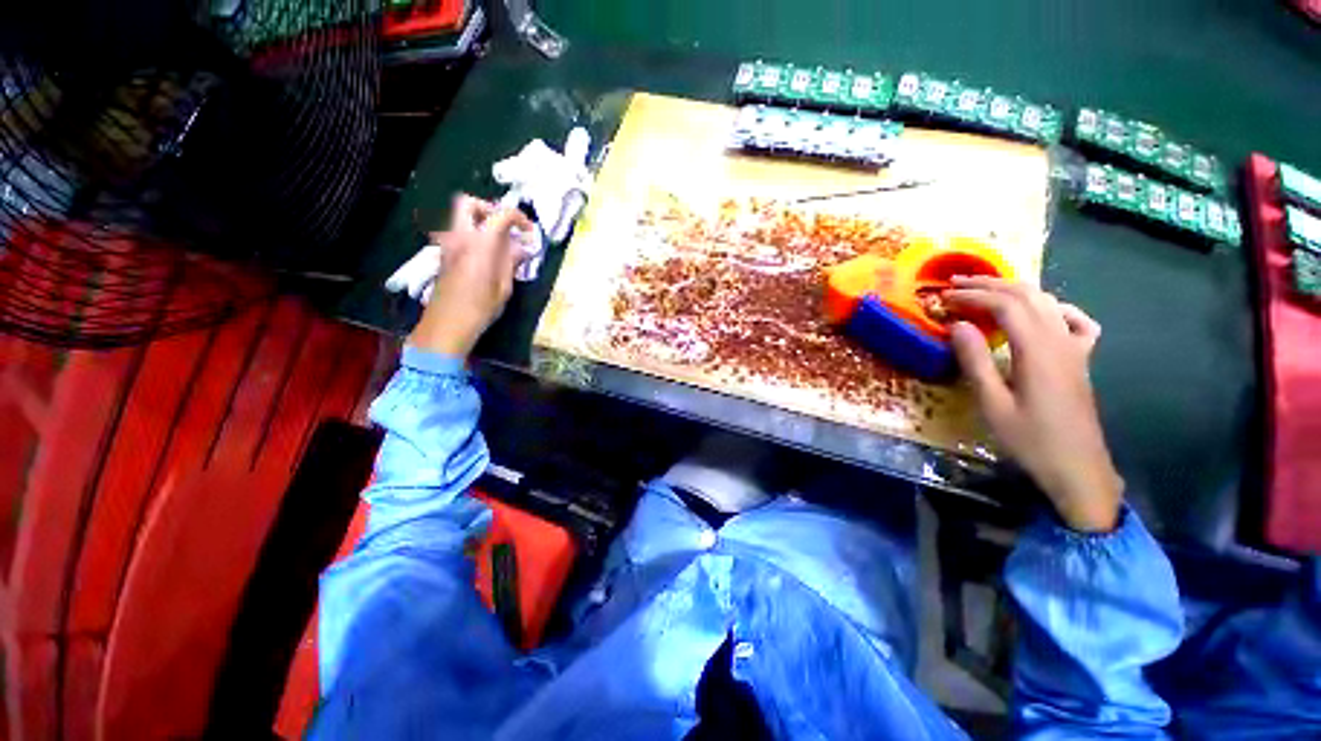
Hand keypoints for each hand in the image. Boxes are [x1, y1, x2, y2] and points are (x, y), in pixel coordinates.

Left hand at [407, 194, 534, 357]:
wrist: (446, 324)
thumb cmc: (480, 309)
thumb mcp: (504, 287)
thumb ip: (511, 262)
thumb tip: (522, 248)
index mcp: (479, 244)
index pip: (500, 214)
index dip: (518, 217)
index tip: (529, 231)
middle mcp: (460, 237)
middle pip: (469, 203)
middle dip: (490, 209)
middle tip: (505, 228)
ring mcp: (448, 244)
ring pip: (462, 218)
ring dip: (481, 223)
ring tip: (500, 244)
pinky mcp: (444, 254)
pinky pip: (459, 233)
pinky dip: (474, 235)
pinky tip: (487, 257)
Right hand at [946, 277, 1122, 531]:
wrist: (1077, 468)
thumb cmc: (1030, 440)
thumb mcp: (993, 404)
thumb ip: (975, 361)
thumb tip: (957, 326)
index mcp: (1038, 351)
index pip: (1006, 306)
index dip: (973, 296)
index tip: (943, 297)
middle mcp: (1060, 341)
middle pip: (1028, 297)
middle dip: (990, 285)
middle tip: (956, 284)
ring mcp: (1075, 349)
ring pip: (1049, 303)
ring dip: (1015, 290)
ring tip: (985, 290)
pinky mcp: (1081, 360)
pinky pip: (1075, 321)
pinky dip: (1055, 308)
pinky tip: (1042, 312)